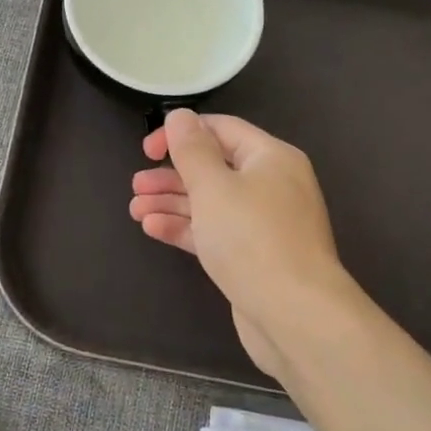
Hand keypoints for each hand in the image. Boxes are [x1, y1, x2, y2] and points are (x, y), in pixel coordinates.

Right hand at [129, 110, 351, 380]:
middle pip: (214, 168)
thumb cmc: (252, 239)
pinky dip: (184, 228)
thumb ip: (192, 149)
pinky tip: (153, 228)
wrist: (295, 315)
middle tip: (136, 185)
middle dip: (172, 175)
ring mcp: (263, 224)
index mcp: (271, 158)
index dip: (181, 133)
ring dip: (172, 203)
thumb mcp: (214, 186)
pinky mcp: (252, 256)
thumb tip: (180, 116)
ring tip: (135, 210)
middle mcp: (271, 185)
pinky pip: (214, 232)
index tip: (147, 150)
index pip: (222, 130)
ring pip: (210, 203)